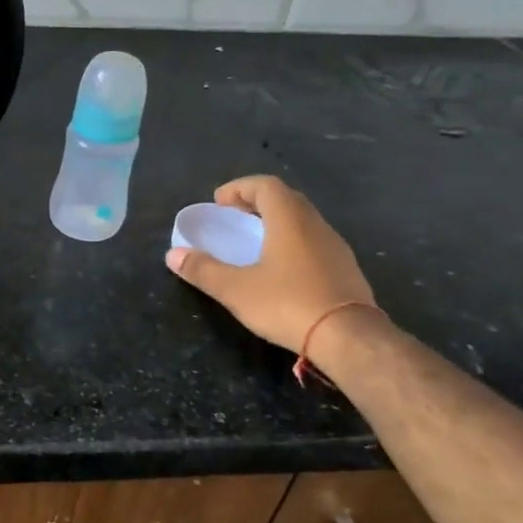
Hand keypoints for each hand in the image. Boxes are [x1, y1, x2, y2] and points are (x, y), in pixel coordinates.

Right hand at [165, 175, 377, 353]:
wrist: (350, 338)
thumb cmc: (288, 304)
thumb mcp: (236, 289)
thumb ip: (203, 270)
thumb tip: (173, 255)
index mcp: (289, 220)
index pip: (265, 185)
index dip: (239, 188)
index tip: (219, 203)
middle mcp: (315, 225)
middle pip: (286, 199)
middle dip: (257, 202)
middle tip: (234, 218)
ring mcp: (335, 246)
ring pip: (303, 220)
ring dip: (277, 222)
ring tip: (255, 242)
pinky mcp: (346, 269)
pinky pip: (314, 242)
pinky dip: (293, 242)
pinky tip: (282, 269)